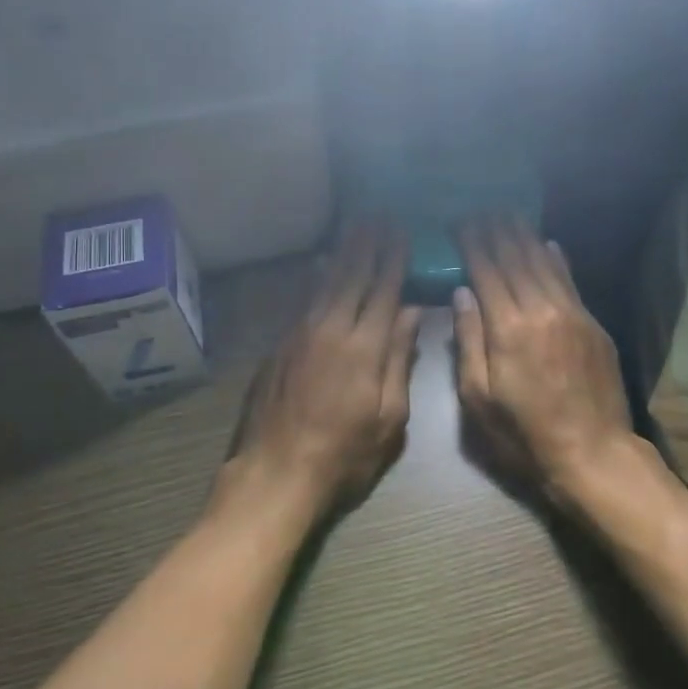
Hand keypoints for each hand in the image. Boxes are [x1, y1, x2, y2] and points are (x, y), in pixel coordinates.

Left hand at [218, 226, 422, 523]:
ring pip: (326, 282)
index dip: (394, 260)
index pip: (384, 291)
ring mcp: (301, 334)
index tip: (402, 232)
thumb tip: (411, 314)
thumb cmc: (344, 454)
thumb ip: (399, 361)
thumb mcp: (389, 419)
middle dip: (369, 245)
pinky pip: (304, 300)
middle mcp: (332, 329)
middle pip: (353, 277)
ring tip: (355, 226)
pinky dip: (316, 277)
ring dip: (343, 252)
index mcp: (365, 348)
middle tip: (379, 216)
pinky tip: (320, 265)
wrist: (276, 472)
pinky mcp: (280, 345)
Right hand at [453, 217, 633, 500]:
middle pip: (515, 258)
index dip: (472, 243)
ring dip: (525, 236)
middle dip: (496, 231)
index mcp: (507, 328)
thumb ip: (468, 340)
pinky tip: (548, 243)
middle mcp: (540, 310)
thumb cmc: (523, 434)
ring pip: (544, 263)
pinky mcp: (592, 324)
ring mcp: (572, 314)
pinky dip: (556, 259)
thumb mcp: (478, 397)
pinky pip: (570, 281)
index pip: (486, 271)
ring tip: (509, 214)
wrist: (592, 453)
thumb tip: (462, 292)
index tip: (460, 222)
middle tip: (482, 209)